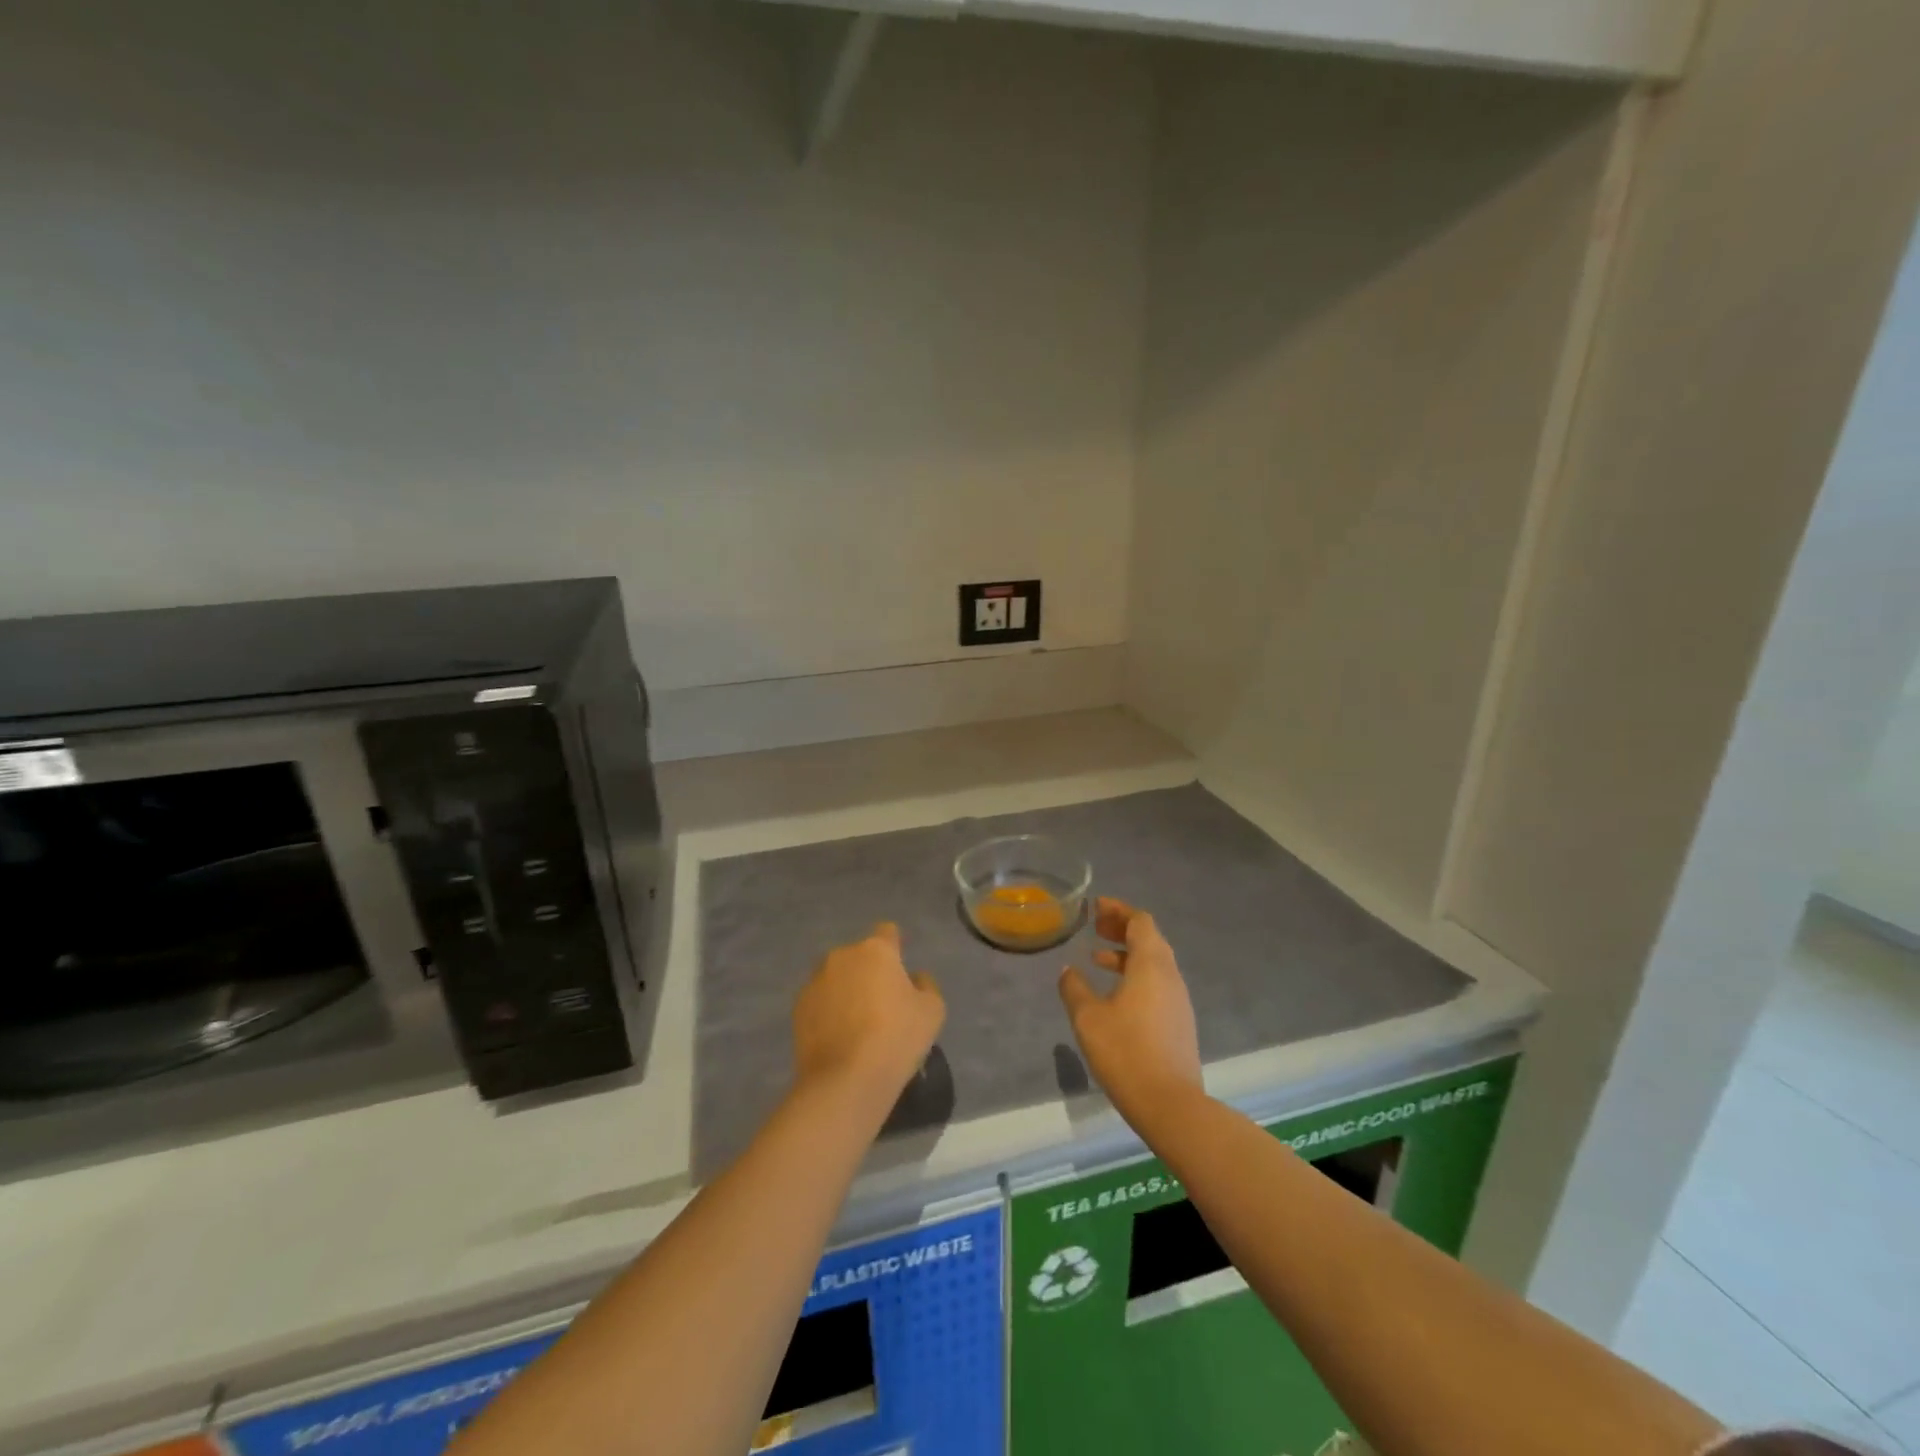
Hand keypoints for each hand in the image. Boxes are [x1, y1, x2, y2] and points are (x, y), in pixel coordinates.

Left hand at [792, 922, 945, 1110]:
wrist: (845, 1080)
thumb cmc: (896, 1038)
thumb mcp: (932, 1011)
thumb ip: (926, 985)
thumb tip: (914, 977)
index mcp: (876, 951)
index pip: (887, 932)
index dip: (896, 947)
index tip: (900, 968)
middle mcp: (841, 957)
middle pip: (860, 956)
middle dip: (869, 972)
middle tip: (882, 1003)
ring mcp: (815, 981)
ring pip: (837, 978)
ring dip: (847, 990)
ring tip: (858, 1024)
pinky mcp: (797, 1008)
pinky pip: (820, 1001)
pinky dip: (829, 1011)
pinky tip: (839, 1038)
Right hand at [1059, 897, 1202, 1124]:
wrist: (1171, 1105)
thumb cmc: (1126, 1052)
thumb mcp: (1088, 1017)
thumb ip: (1074, 988)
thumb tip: (1068, 971)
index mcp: (1151, 964)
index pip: (1140, 921)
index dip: (1119, 910)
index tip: (1096, 907)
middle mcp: (1170, 975)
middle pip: (1150, 938)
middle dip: (1122, 928)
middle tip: (1096, 926)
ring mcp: (1178, 1000)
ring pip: (1154, 963)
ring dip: (1128, 954)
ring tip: (1098, 957)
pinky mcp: (1179, 1022)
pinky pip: (1157, 984)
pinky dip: (1136, 975)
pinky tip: (1114, 993)